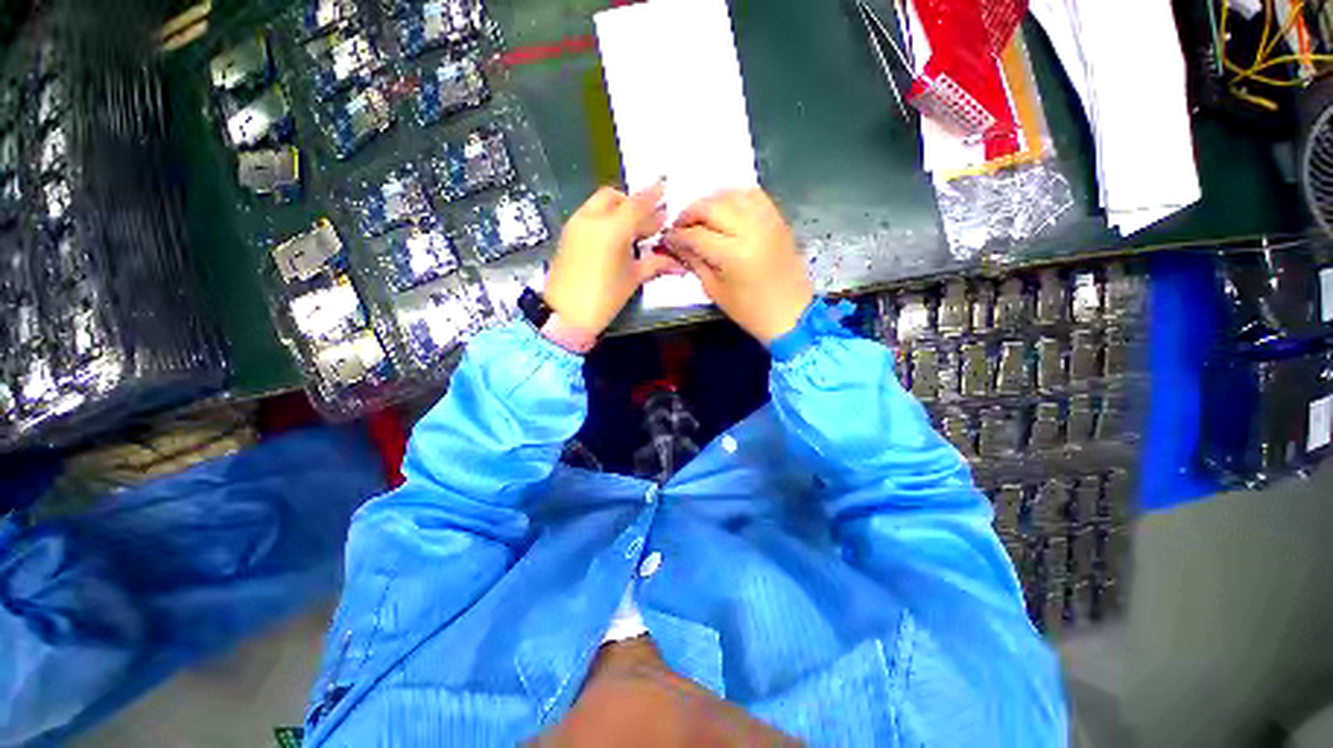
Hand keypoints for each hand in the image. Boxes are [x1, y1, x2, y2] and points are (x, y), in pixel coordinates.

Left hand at [544, 183, 682, 336]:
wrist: (565, 315)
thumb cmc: (603, 299)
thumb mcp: (633, 279)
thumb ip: (656, 263)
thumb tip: (678, 263)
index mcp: (612, 229)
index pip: (636, 204)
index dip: (652, 195)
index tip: (664, 188)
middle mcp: (592, 218)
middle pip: (616, 198)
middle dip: (634, 204)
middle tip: (651, 221)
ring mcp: (576, 224)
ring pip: (601, 204)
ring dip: (619, 210)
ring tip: (635, 231)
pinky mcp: (568, 233)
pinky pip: (590, 215)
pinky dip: (606, 218)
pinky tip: (616, 237)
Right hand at [662, 188, 812, 343]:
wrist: (791, 313)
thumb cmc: (750, 310)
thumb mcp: (715, 290)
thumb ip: (695, 262)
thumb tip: (676, 245)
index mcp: (733, 254)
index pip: (696, 235)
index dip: (678, 236)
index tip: (667, 238)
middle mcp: (750, 229)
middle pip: (711, 207)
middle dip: (690, 213)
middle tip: (680, 225)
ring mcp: (766, 220)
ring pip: (731, 195)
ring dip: (710, 202)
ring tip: (700, 216)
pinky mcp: (777, 219)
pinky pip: (753, 195)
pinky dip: (734, 197)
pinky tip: (725, 208)